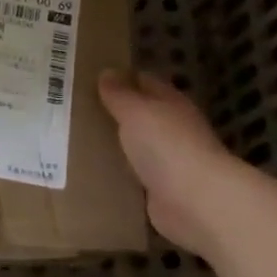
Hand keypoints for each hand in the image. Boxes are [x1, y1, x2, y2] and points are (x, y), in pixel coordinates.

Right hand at [97, 69, 244, 258]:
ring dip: (118, 146)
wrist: (198, 203)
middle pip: (142, 116)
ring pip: (138, 147)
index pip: (145, 82)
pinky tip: (96, 173)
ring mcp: (170, 162)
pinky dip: (121, 176)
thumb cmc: (167, 146)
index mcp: (171, 102)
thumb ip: (120, 94)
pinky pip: (136, 178)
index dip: (121, 78)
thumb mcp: (136, 112)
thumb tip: (106, 73)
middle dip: (115, 113)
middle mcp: (173, 129)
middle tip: (78, 111)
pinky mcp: (163, 193)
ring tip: (80, 141)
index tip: (90, 79)